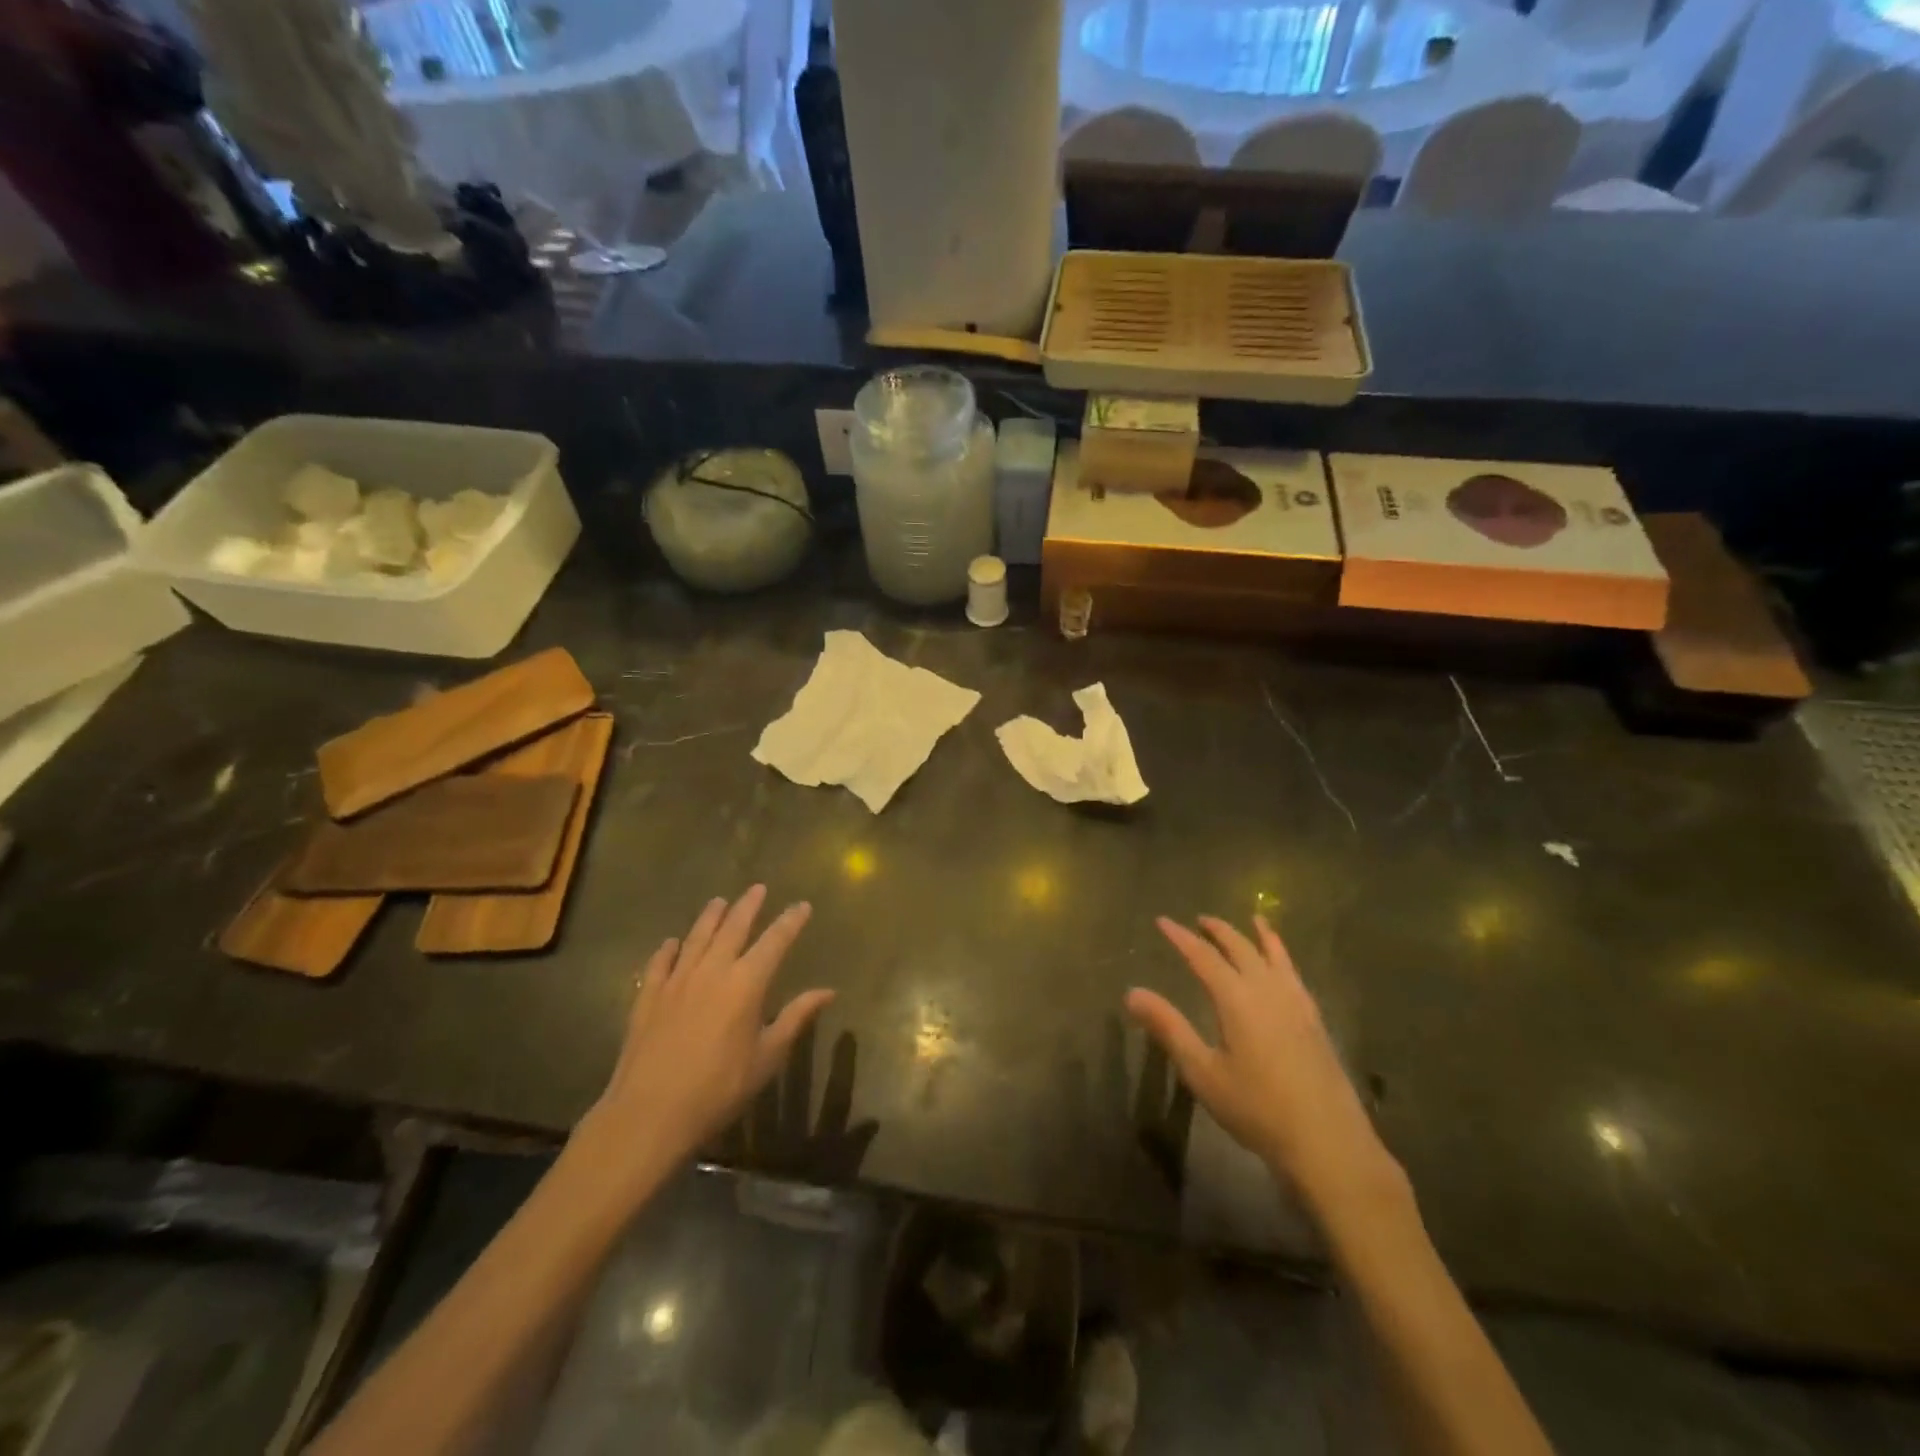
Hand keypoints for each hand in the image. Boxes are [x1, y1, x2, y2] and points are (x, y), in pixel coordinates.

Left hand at [574, 886, 832, 1202]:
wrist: (650, 1114)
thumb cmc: (719, 1089)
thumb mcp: (767, 1057)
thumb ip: (796, 1018)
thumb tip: (828, 991)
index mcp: (747, 983)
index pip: (775, 941)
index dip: (791, 921)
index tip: (802, 905)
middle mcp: (712, 970)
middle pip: (733, 927)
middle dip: (748, 906)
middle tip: (758, 888)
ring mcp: (676, 980)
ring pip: (697, 936)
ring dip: (710, 916)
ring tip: (719, 901)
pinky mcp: (648, 996)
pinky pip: (660, 962)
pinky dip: (669, 948)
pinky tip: (672, 943)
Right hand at [1127, 914, 1399, 1213]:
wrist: (1327, 1142)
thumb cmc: (1256, 1109)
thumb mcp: (1202, 1072)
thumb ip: (1169, 1028)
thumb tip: (1132, 992)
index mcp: (1236, 999)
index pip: (1203, 956)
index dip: (1181, 938)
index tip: (1163, 921)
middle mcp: (1267, 990)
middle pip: (1240, 948)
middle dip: (1218, 931)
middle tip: (1200, 920)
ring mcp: (1296, 1003)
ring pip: (1274, 956)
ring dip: (1257, 935)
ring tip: (1253, 919)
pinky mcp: (1314, 1020)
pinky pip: (1295, 973)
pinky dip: (1284, 957)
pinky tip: (1283, 966)